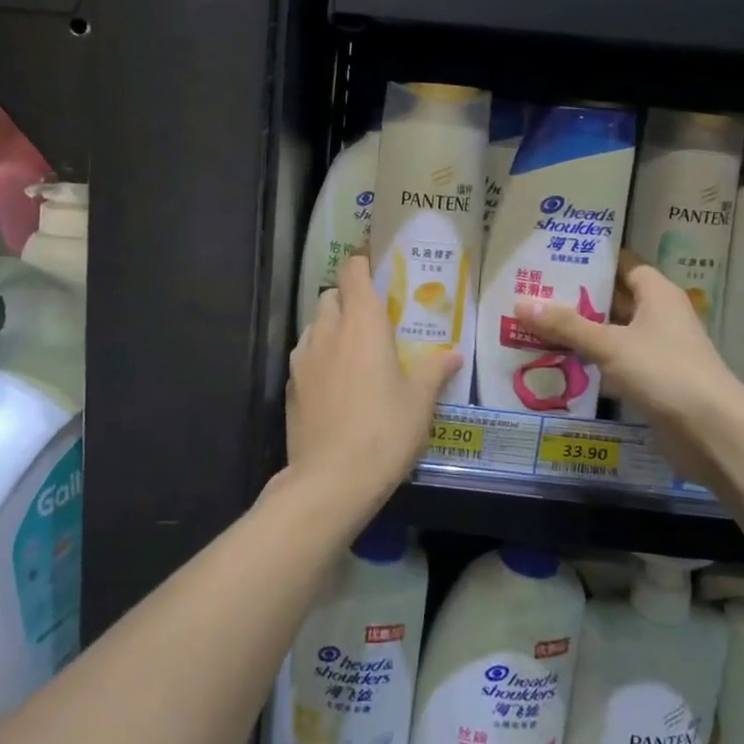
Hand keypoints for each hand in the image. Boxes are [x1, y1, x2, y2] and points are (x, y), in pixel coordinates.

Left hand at [285, 252, 459, 509]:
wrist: (331, 479)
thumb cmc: (384, 432)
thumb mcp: (419, 402)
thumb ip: (434, 370)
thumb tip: (453, 353)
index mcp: (362, 323)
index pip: (352, 272)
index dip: (361, 263)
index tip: (375, 268)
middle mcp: (328, 330)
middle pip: (332, 296)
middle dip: (349, 299)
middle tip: (374, 320)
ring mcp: (303, 356)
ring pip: (316, 325)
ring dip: (332, 327)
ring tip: (356, 354)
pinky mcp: (290, 384)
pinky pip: (306, 354)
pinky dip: (320, 356)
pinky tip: (337, 384)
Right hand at [515, 255, 743, 477]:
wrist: (712, 432)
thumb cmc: (664, 372)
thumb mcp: (610, 344)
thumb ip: (566, 325)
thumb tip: (520, 302)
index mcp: (658, 295)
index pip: (624, 265)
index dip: (593, 260)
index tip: (555, 257)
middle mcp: (659, 317)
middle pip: (613, 299)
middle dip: (577, 297)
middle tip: (533, 291)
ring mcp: (657, 351)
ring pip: (611, 333)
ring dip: (580, 331)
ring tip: (535, 324)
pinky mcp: (651, 381)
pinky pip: (614, 362)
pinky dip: (590, 360)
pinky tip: (557, 361)